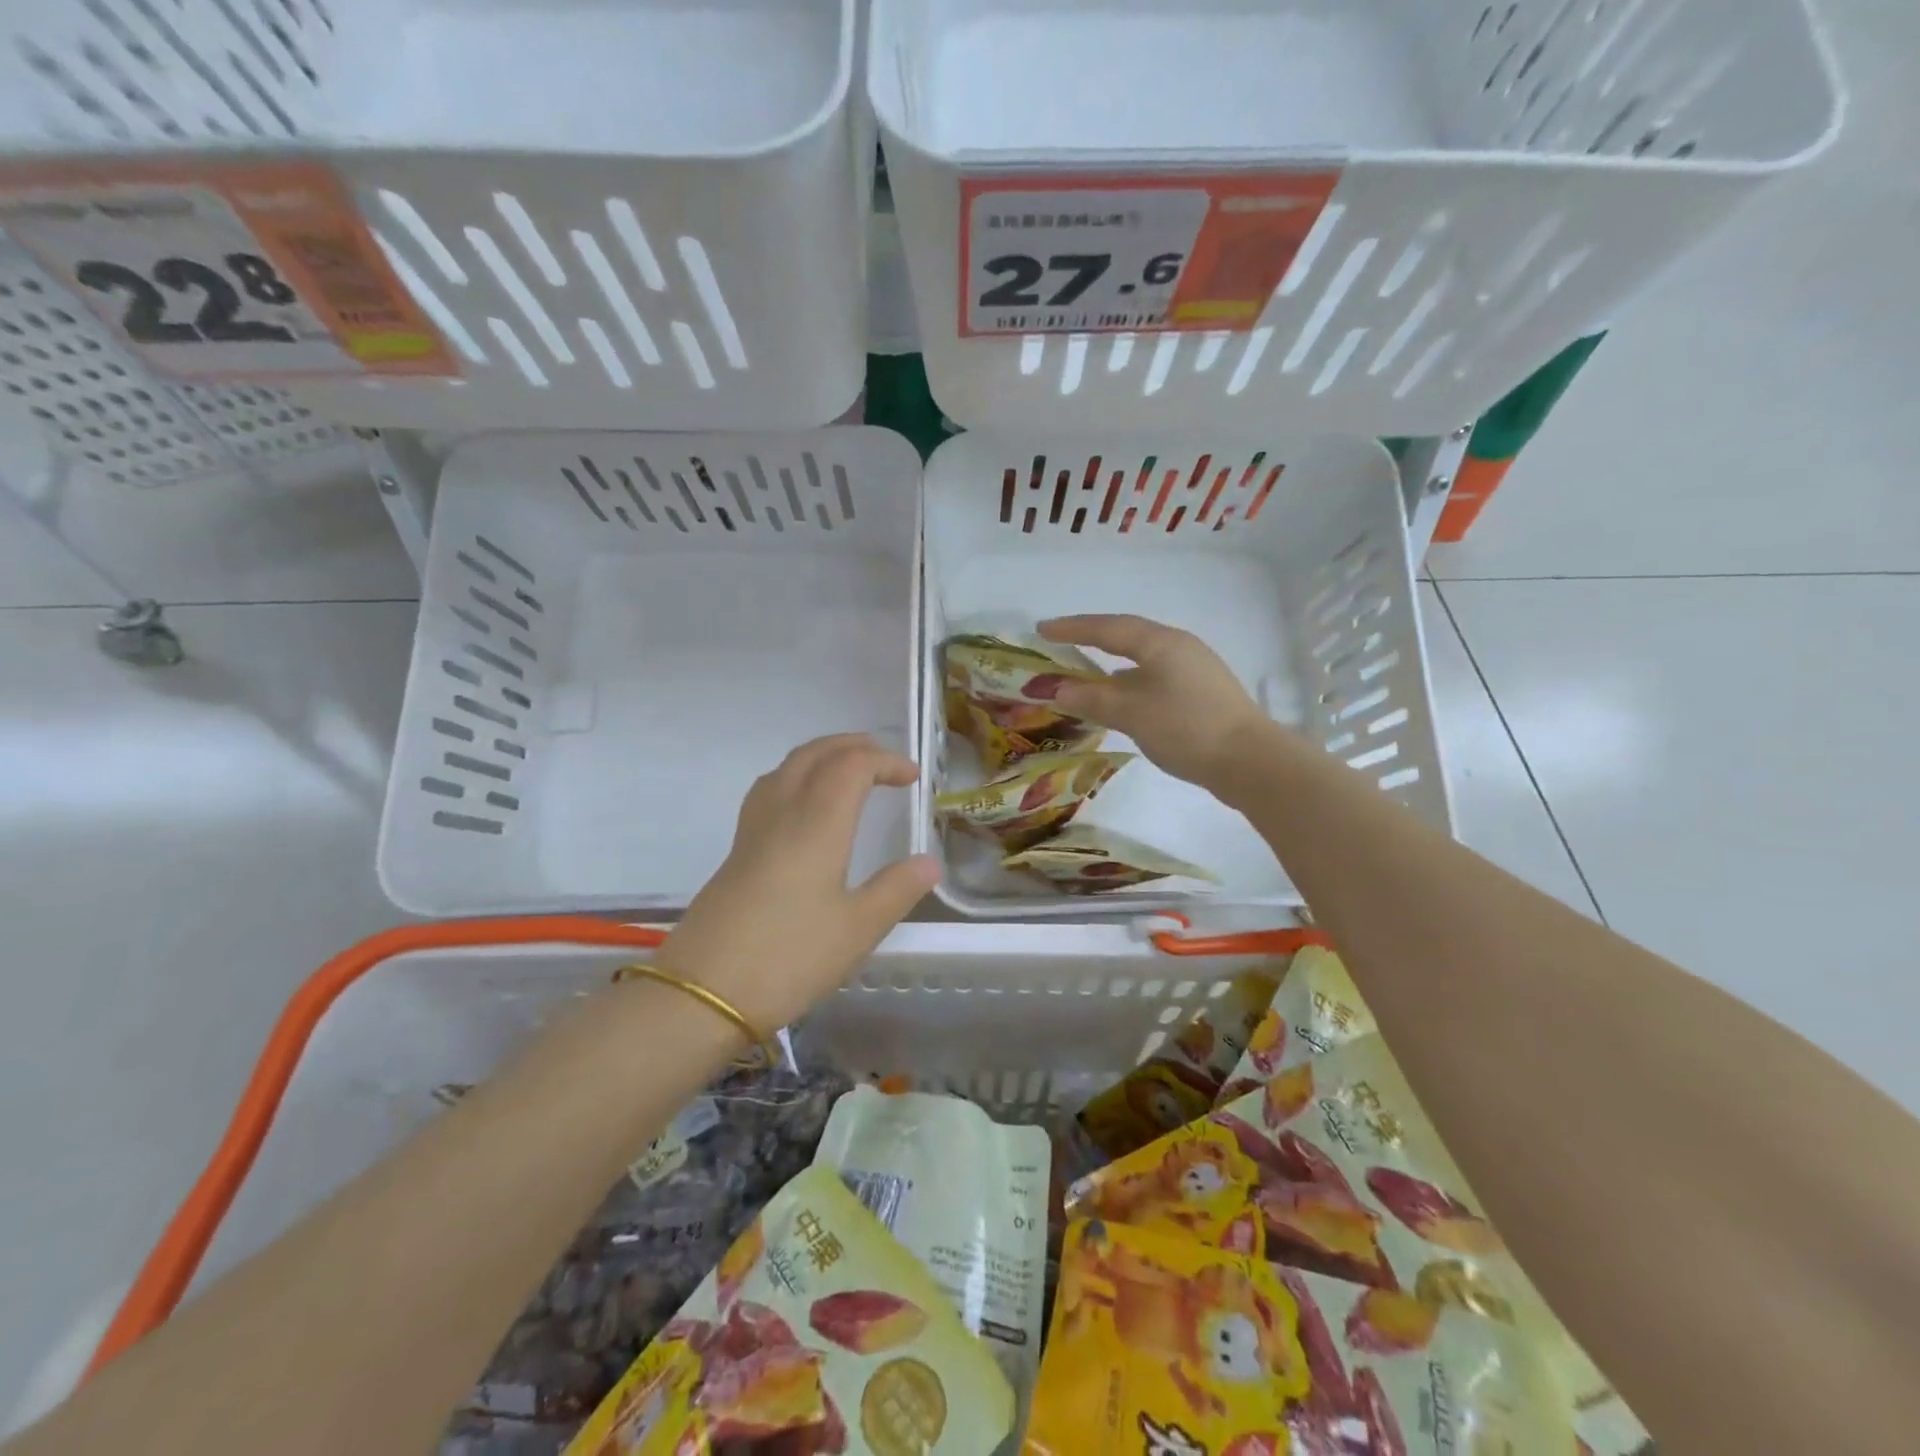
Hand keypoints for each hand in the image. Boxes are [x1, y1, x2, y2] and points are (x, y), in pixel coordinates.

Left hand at [652, 735, 939, 1035]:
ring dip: (822, 756)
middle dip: (853, 746)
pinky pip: (769, 790)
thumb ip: (897, 889)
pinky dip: (797, 777)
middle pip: (815, 754)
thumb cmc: (789, 957)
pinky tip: (804, 807)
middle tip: (885, 760)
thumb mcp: (858, 929)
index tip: (912, 778)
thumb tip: (929, 861)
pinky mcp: (737, 851)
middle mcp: (783, 813)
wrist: (702, 992)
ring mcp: (753, 830)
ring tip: (848, 772)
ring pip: (787, 767)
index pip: (852, 766)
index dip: (885, 761)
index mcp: (817, 823)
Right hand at [1039, 614, 1270, 788]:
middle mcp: (1179, 647)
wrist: (1250, 761)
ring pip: (1143, 658)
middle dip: (1092, 639)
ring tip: (1086, 673)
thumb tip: (1059, 690)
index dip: (1072, 628)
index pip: (1108, 628)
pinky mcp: (1202, 693)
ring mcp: (1195, 669)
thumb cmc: (1187, 728)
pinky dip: (1130, 682)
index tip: (1042, 629)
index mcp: (1161, 643)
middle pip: (1128, 636)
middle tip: (1061, 643)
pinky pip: (1155, 676)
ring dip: (1112, 663)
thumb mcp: (1132, 714)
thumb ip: (1093, 699)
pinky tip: (1123, 698)